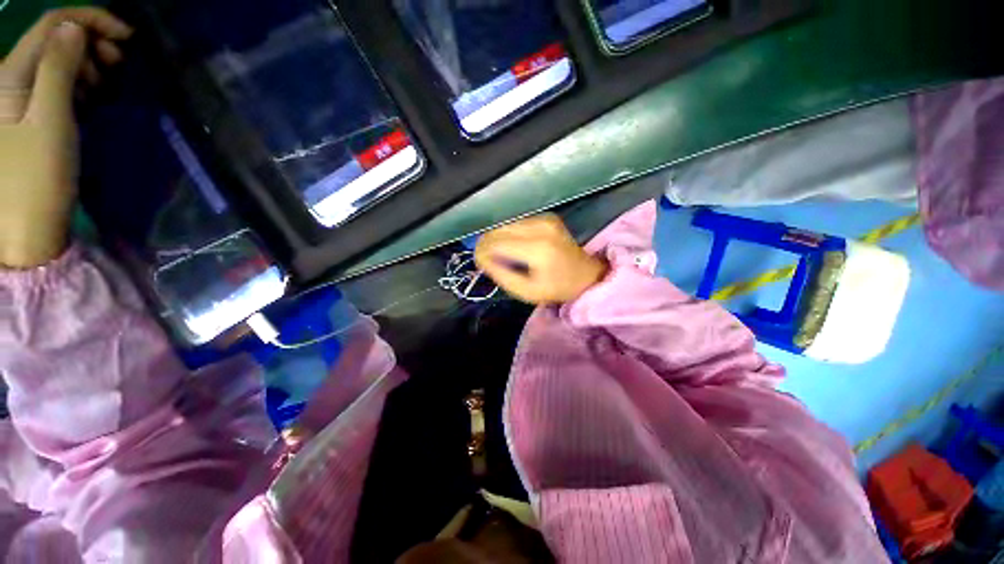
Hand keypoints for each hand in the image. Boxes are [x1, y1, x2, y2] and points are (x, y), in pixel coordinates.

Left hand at [0, 10, 130, 267]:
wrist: (28, 226)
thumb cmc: (38, 176)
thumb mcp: (51, 120)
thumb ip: (58, 68)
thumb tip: (76, 30)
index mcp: (11, 74)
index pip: (54, 25)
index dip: (91, 20)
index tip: (127, 36)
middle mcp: (12, 78)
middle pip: (56, 39)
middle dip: (92, 43)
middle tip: (120, 65)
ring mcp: (20, 98)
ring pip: (58, 60)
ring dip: (88, 65)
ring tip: (107, 87)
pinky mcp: (31, 116)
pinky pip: (57, 84)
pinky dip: (80, 84)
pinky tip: (92, 99)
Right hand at [475, 214, 607, 304]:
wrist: (586, 275)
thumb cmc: (556, 289)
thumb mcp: (525, 291)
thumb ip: (500, 274)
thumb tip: (481, 257)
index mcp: (537, 249)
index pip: (496, 243)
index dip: (482, 251)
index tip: (479, 263)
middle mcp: (540, 227)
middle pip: (498, 230)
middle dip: (487, 245)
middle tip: (487, 261)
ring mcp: (545, 219)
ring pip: (505, 225)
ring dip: (498, 239)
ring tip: (501, 256)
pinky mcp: (546, 216)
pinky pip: (516, 223)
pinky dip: (509, 235)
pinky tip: (514, 247)